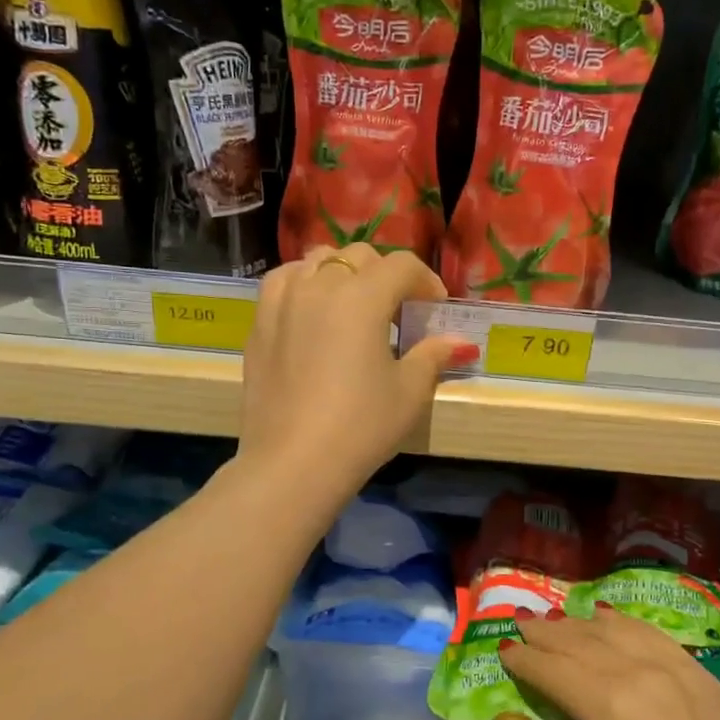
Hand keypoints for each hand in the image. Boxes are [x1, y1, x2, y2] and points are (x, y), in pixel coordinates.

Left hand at [238, 241, 475, 508]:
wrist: (293, 462)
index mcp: (362, 297)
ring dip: (342, 272)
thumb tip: (460, 342)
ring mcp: (282, 302)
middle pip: (358, 257)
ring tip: (352, 302)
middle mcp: (319, 286)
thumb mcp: (409, 392)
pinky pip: (283, 283)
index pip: (401, 267)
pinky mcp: (259, 325)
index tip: (435, 308)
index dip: (426, 281)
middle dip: (385, 274)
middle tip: (398, 309)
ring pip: (316, 260)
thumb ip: (433, 356)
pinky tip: (311, 308)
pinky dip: (303, 283)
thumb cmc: (361, 426)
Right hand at [501, 608, 719, 719]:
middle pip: (580, 642)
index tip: (504, 651)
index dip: (525, 661)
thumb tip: (554, 711)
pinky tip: (604, 617)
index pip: (555, 671)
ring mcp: (672, 666)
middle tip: (521, 624)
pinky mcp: (697, 670)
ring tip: (555, 620)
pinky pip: (651, 633)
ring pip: (614, 629)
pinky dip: (622, 622)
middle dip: (545, 633)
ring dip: (579, 623)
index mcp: (611, 708)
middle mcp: (639, 673)